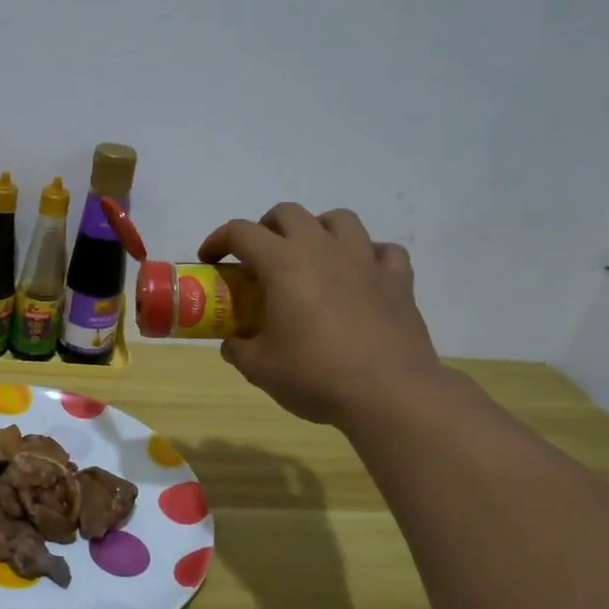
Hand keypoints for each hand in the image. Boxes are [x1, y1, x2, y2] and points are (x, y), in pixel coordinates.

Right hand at [199, 204, 446, 430]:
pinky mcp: (398, 280)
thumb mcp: (259, 368)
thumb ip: (238, 349)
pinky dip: (367, 256)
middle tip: (258, 258)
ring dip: (317, 230)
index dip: (218, 240)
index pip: (241, 232)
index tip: (210, 260)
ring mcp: (365, 260)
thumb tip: (233, 344)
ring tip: (310, 257)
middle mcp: (322, 249)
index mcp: (283, 263)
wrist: (390, 395)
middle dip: (266, 228)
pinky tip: (359, 276)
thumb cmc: (315, 375)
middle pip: (288, 213)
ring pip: (339, 219)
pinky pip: (383, 250)